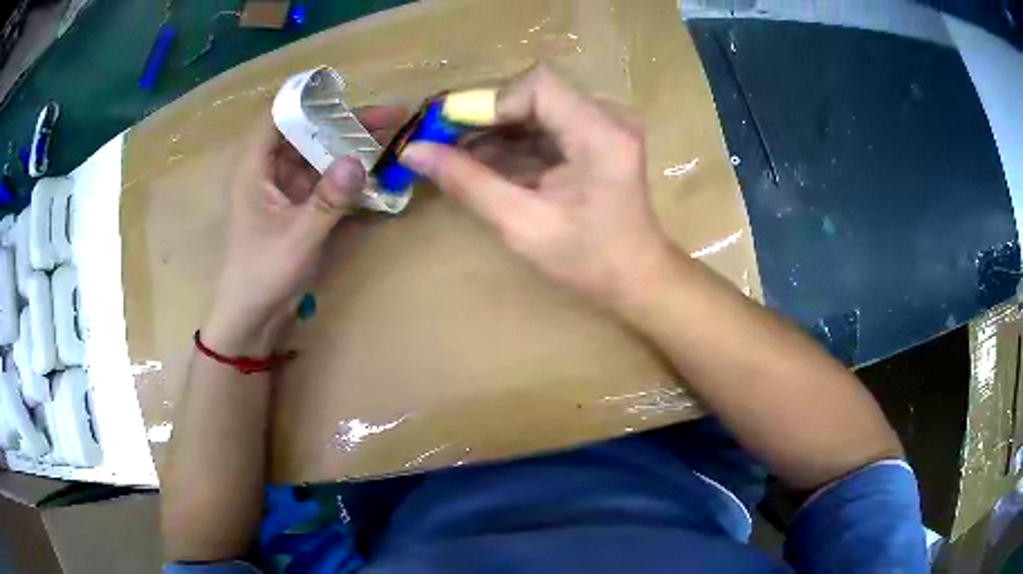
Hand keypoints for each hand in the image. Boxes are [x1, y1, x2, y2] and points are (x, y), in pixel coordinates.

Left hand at [205, 107, 403, 353]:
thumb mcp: (297, 238)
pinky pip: (324, 177)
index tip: (351, 93)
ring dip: (351, 145)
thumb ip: (328, 200)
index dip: (311, 99)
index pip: (279, 115)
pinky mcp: (297, 204)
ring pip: (319, 152)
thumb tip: (359, 161)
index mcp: (254, 167)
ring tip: (390, 137)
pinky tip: (374, 168)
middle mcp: (268, 169)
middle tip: (389, 117)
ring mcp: (284, 186)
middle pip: (307, 130)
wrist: (253, 317)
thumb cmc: (262, 275)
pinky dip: (346, 172)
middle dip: (346, 122)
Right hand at [399, 66, 670, 309]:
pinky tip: (482, 164)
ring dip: (492, 132)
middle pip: (532, 94)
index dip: (489, 103)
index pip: (537, 87)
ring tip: (454, 157)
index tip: (450, 134)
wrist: (635, 277)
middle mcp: (607, 116)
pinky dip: (511, 144)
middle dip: (483, 118)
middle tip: (440, 144)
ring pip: (533, 109)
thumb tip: (413, 151)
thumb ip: (468, 183)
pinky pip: (543, 127)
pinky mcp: (594, 136)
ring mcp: (602, 124)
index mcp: (601, 133)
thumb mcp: (522, 225)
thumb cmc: (588, 261)